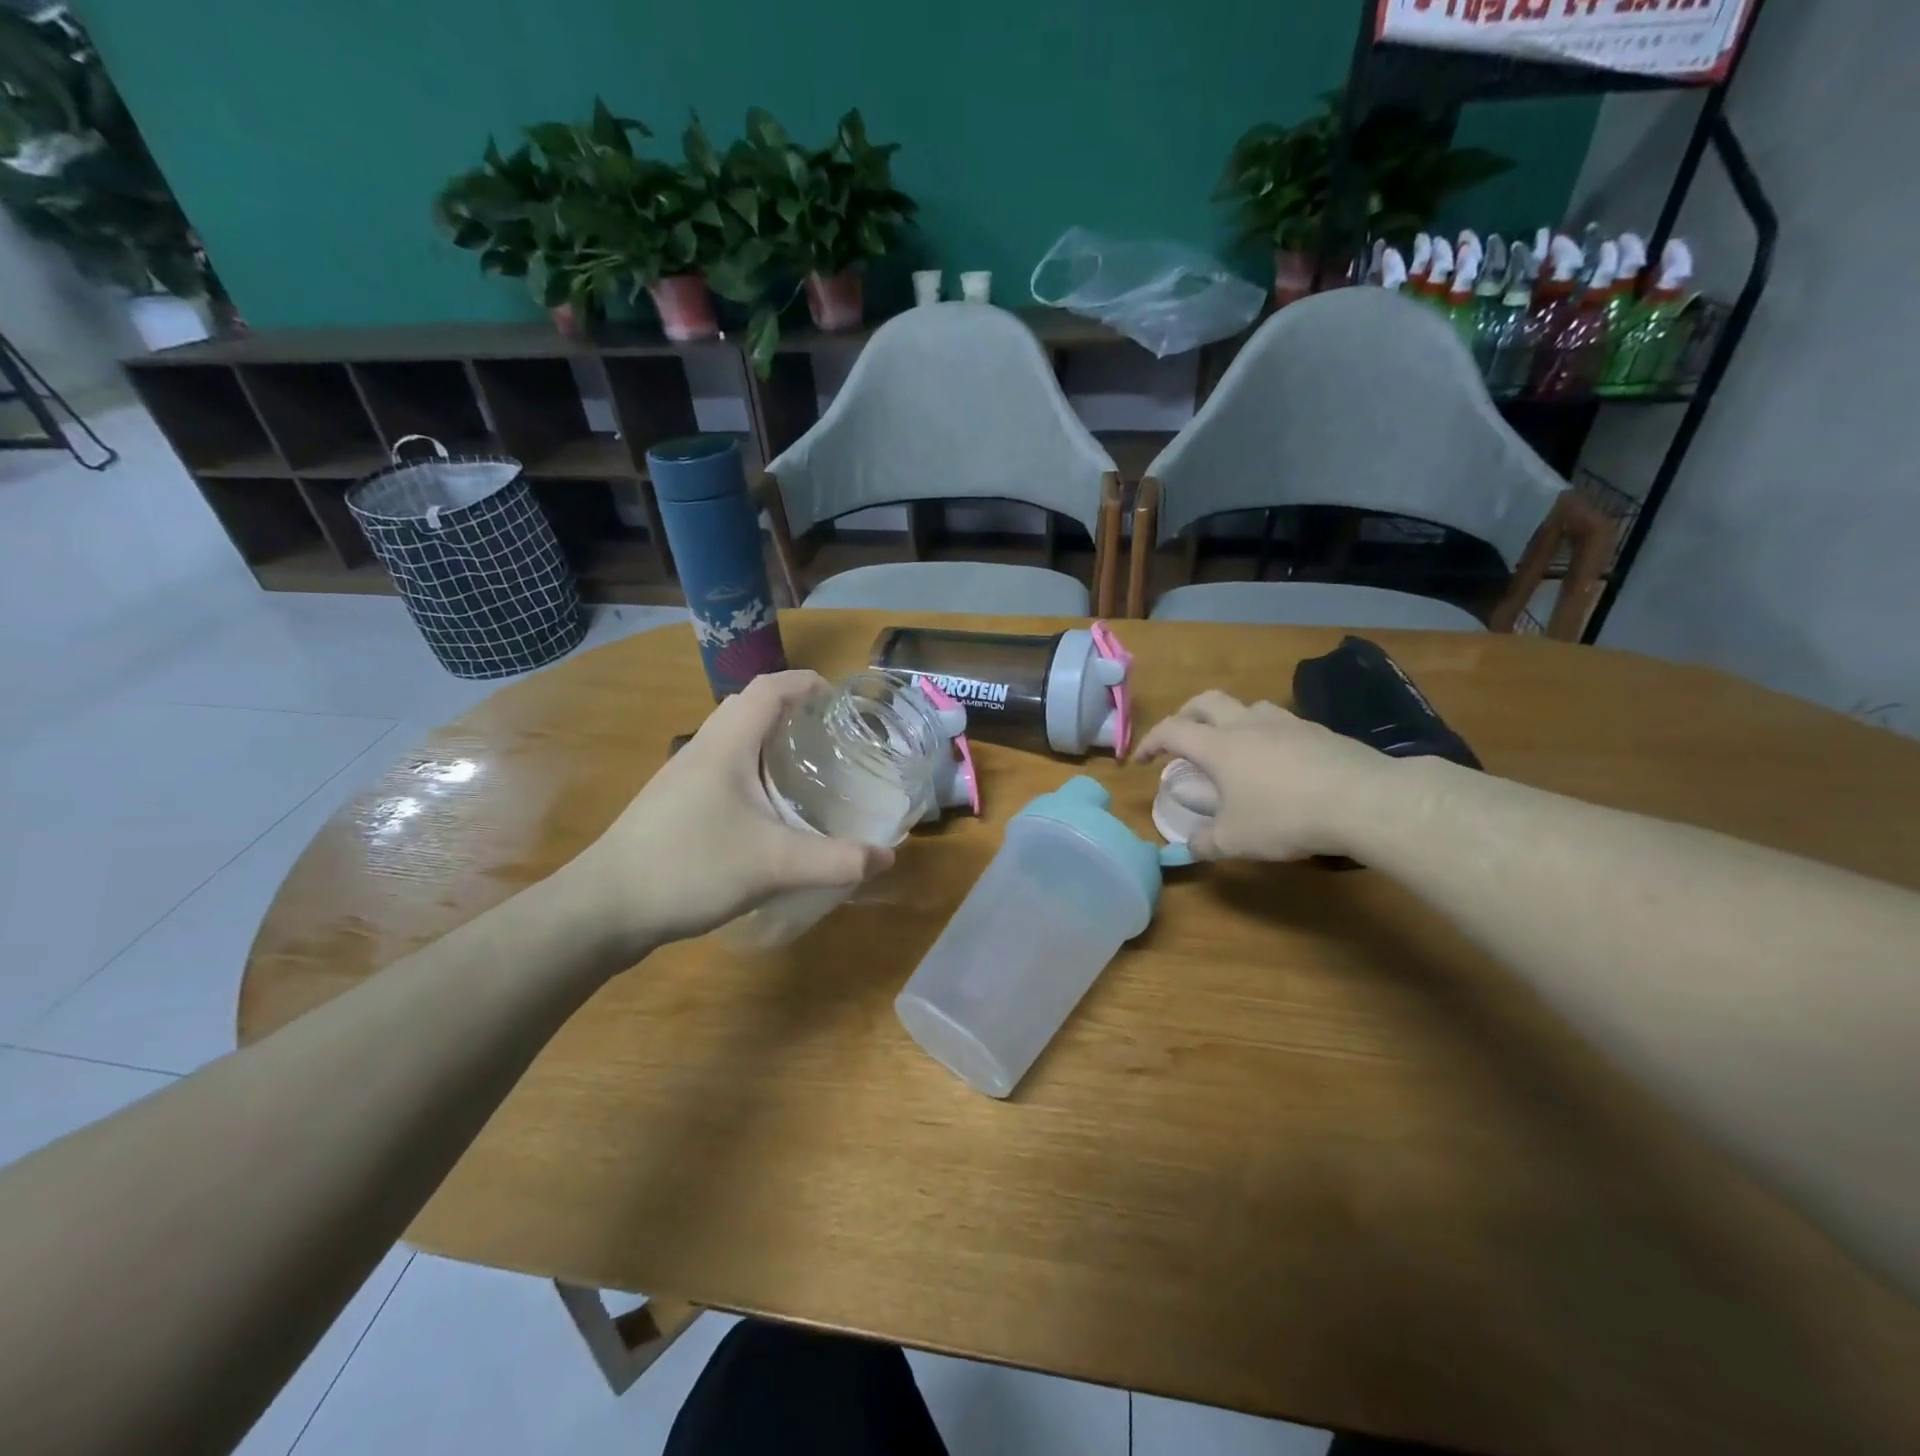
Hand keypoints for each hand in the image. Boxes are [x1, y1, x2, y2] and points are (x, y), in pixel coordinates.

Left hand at [566, 671, 892, 951]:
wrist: (602, 909)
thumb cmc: (688, 868)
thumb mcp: (774, 865)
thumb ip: (836, 860)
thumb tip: (889, 857)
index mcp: (726, 744)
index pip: (770, 688)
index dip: (807, 683)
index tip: (843, 701)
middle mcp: (702, 749)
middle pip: (751, 708)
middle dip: (794, 712)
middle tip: (832, 737)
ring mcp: (683, 777)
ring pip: (734, 740)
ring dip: (771, 742)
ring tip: (808, 770)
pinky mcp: (674, 805)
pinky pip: (723, 769)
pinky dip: (753, 772)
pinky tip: (770, 811)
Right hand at [1133, 691, 1400, 860]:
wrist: (1364, 800)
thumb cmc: (1285, 817)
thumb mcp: (1236, 840)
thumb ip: (1205, 843)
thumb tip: (1189, 846)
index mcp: (1218, 746)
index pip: (1171, 731)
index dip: (1150, 742)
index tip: (1140, 760)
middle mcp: (1247, 725)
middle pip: (1206, 701)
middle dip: (1185, 715)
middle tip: (1181, 738)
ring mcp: (1287, 723)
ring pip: (1247, 706)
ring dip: (1229, 719)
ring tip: (1232, 746)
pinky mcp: (1319, 731)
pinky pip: (1281, 723)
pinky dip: (1267, 735)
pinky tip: (1278, 761)